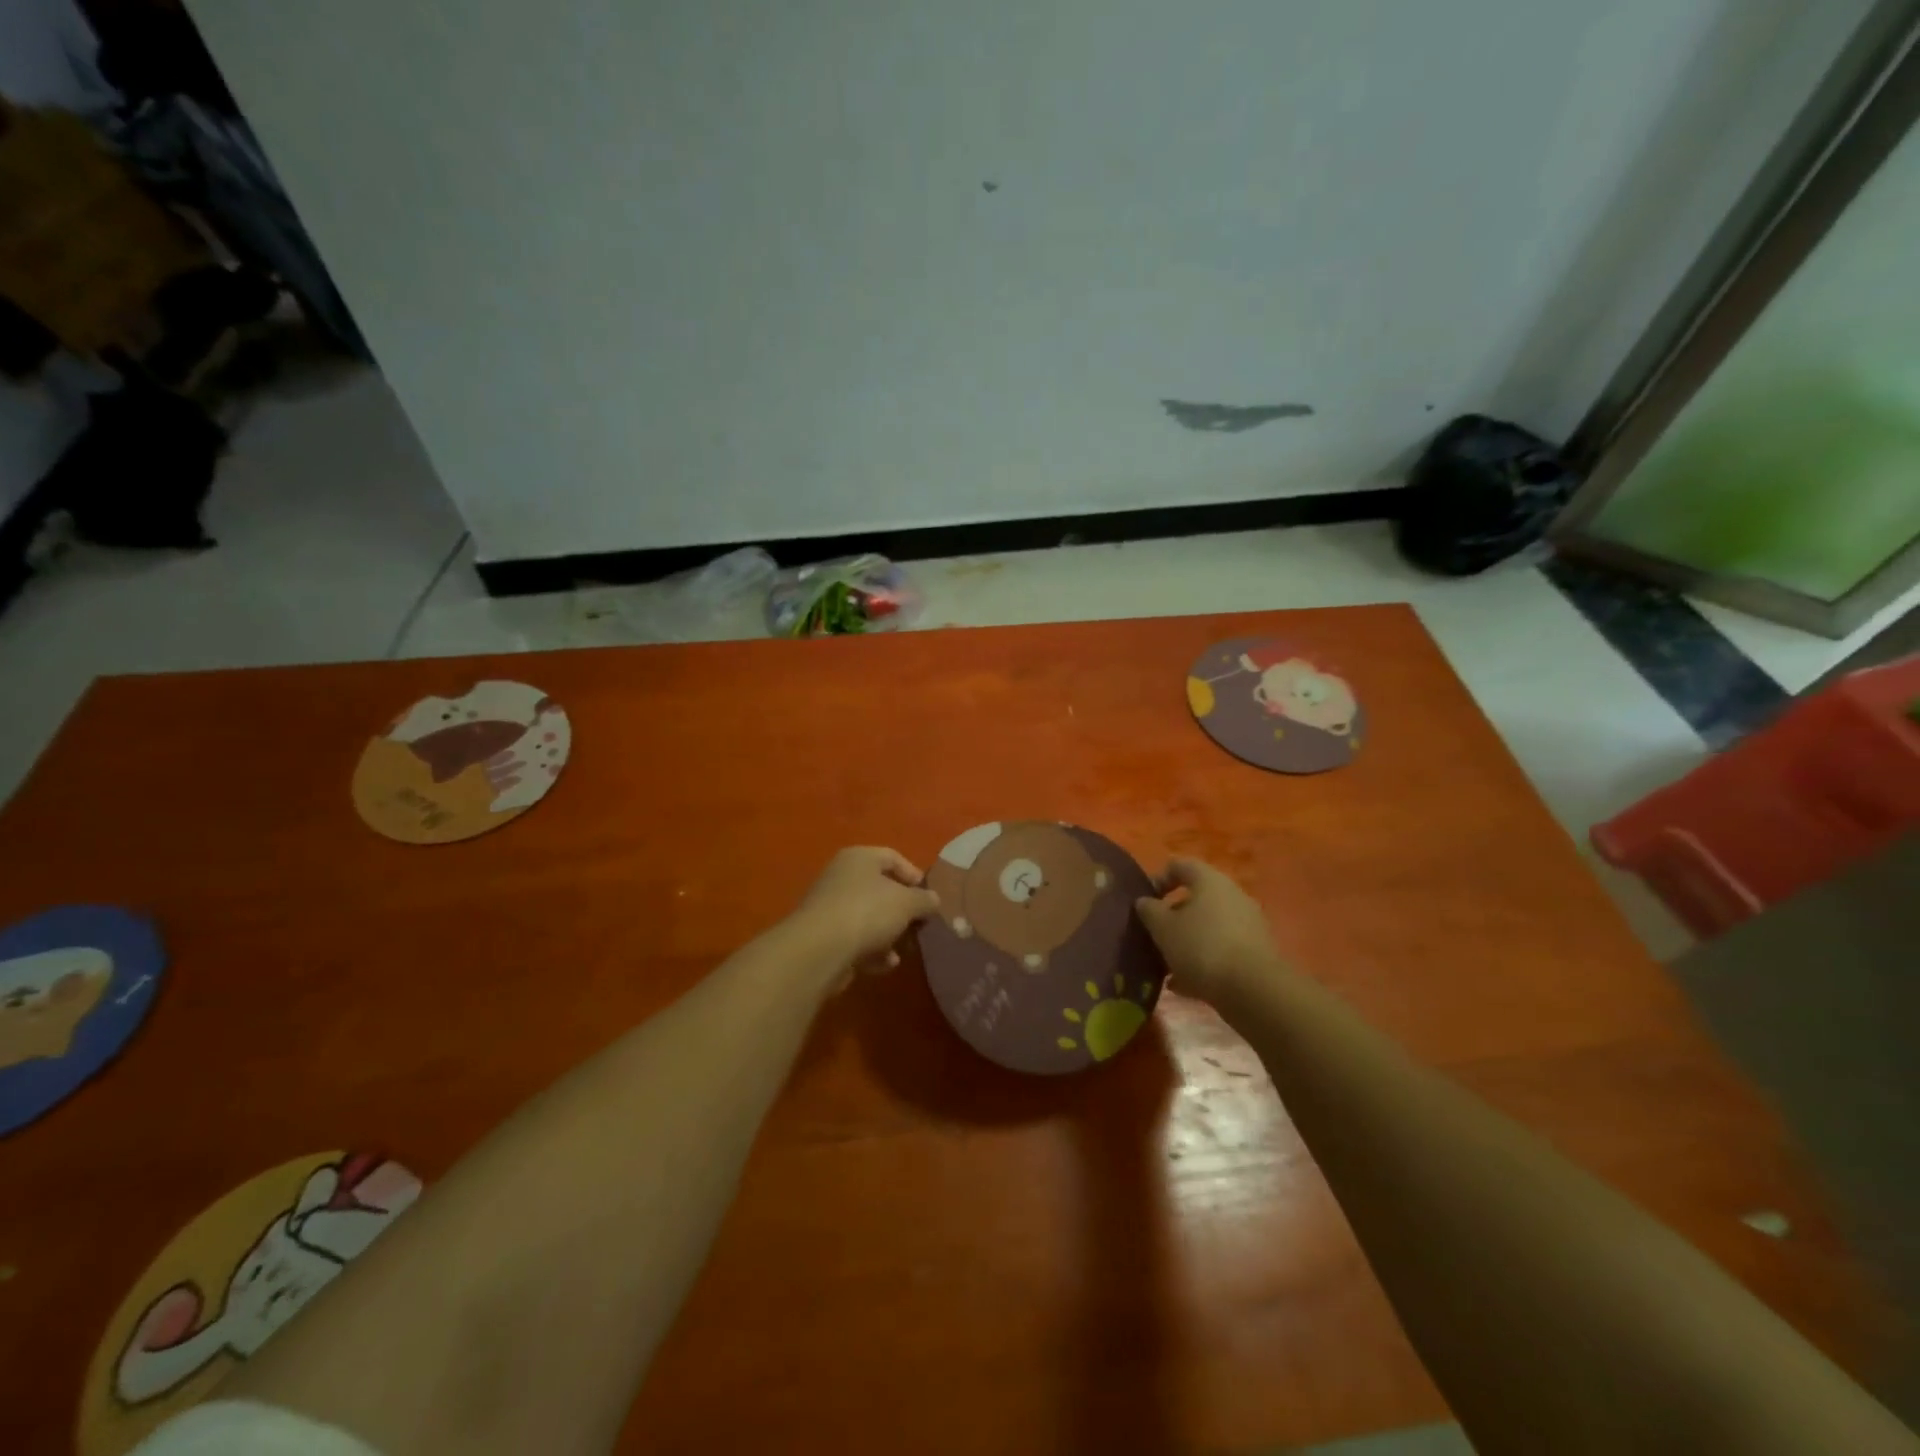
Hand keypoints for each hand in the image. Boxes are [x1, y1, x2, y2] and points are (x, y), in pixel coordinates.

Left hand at [788, 846, 940, 990]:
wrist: (820, 950)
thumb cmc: (868, 912)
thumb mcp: (907, 903)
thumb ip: (925, 900)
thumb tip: (934, 900)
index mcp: (859, 858)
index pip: (893, 858)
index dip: (915, 876)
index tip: (930, 898)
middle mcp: (842, 876)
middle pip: (881, 890)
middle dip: (903, 911)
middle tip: (920, 926)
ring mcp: (830, 907)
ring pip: (869, 917)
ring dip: (889, 934)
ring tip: (904, 950)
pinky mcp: (824, 936)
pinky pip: (855, 939)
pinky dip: (872, 951)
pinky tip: (884, 965)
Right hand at [1135, 858, 1287, 1008]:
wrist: (1254, 991)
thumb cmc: (1201, 947)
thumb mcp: (1163, 928)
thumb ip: (1149, 910)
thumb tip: (1145, 901)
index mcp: (1209, 881)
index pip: (1179, 865)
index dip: (1158, 879)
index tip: (1144, 903)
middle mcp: (1232, 895)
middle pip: (1196, 898)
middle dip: (1172, 916)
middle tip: (1154, 935)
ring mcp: (1248, 924)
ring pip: (1208, 926)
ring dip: (1186, 941)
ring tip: (1166, 964)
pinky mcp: (1256, 952)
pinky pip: (1221, 948)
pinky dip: (1203, 960)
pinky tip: (1185, 984)